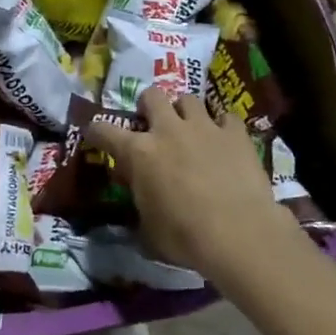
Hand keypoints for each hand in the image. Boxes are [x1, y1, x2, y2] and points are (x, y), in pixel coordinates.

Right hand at [86, 87, 299, 283]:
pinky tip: (224, 141)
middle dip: (148, 106)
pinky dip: (222, 126)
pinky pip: (226, 117)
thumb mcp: (148, 231)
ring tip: (190, 130)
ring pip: (188, 99)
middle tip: (152, 125)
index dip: (96, 131)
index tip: (96, 135)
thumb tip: (140, 202)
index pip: (103, 130)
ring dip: (184, 112)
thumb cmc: (185, 238)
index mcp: (138, 153)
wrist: (239, 234)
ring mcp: (204, 127)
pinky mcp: (235, 134)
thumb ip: (140, 207)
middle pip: (151, 96)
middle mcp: (168, 130)